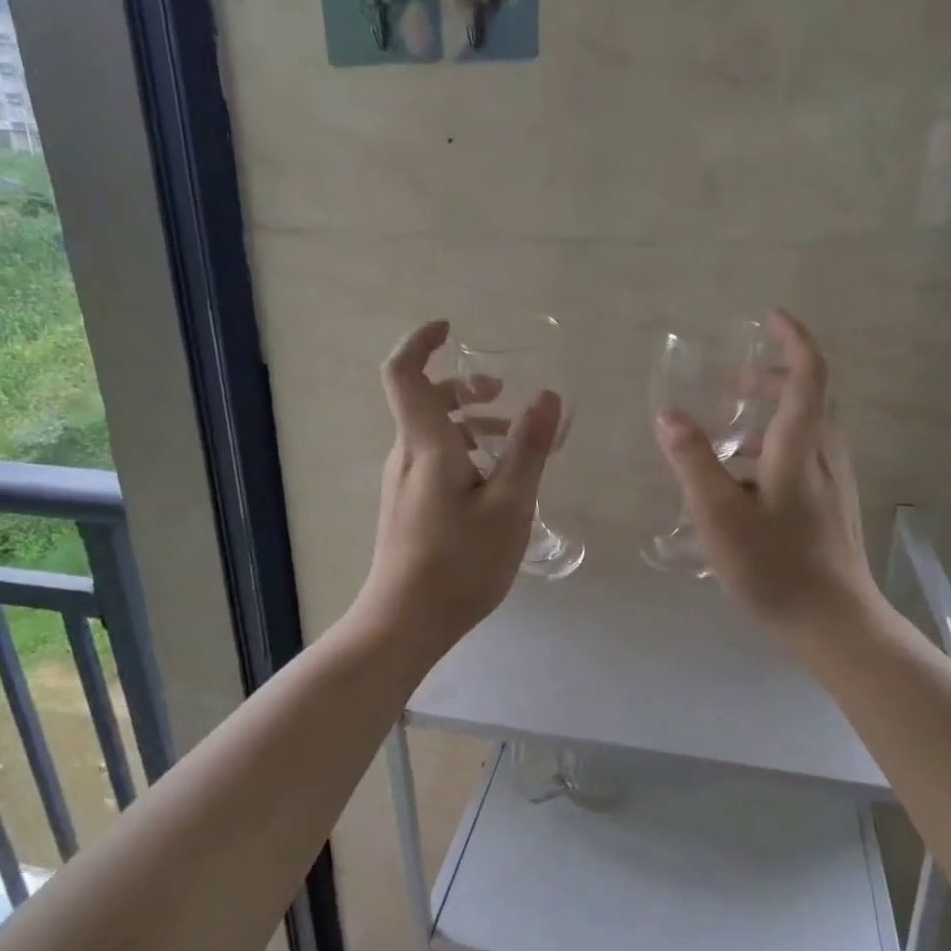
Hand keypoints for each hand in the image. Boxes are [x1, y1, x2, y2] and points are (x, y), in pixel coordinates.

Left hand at [356, 320, 560, 652]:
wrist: (405, 622)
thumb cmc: (460, 563)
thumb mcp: (509, 505)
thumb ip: (528, 448)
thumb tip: (547, 396)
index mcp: (425, 444)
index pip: (404, 373)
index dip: (421, 341)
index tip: (452, 329)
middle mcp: (406, 455)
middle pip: (424, 400)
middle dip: (464, 386)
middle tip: (504, 395)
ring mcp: (403, 482)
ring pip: (432, 433)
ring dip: (470, 423)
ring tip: (512, 443)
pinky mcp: (408, 506)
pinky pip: (434, 460)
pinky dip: (464, 453)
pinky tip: (496, 484)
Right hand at [654, 310, 882, 639]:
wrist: (835, 623)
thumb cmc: (776, 566)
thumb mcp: (720, 514)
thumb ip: (693, 460)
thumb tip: (668, 413)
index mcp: (801, 447)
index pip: (809, 373)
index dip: (793, 339)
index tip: (769, 318)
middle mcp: (826, 455)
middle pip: (810, 396)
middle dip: (772, 376)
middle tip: (729, 380)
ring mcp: (834, 483)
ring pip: (808, 428)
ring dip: (772, 412)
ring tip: (725, 432)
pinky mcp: (832, 507)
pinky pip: (805, 455)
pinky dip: (775, 445)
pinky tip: (744, 480)